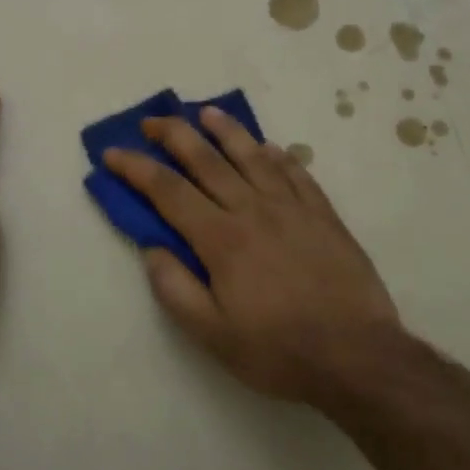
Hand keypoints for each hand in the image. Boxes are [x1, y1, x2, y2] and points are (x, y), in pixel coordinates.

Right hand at [103, 108, 401, 404]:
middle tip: (151, 121)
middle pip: (207, 160)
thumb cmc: (278, 351)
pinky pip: (296, 173)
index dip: (136, 168)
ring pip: (253, 155)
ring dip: (225, 130)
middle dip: (173, 135)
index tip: (112, 152)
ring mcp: (293, 208)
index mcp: (221, 239)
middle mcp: (254, 210)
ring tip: (206, 113)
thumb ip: (175, 288)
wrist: (357, 356)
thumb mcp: (212, 335)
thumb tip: (152, 248)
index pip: (168, 191)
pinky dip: (278, 155)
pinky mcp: (324, 215)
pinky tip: (270, 147)